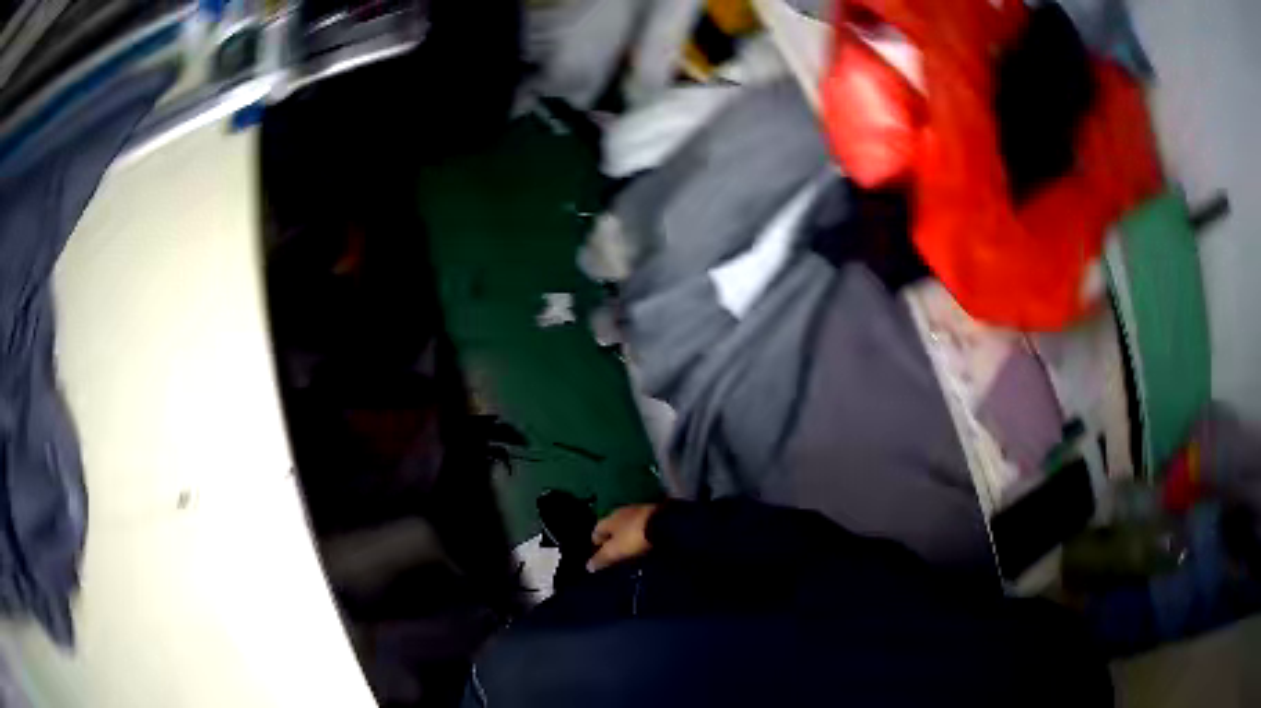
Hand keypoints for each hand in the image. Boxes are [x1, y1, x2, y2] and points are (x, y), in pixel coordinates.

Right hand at [587, 504, 658, 571]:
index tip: (598, 559)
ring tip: (631, 554)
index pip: (596, 532)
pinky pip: (643, 528)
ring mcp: (639, 512)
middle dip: (612, 543)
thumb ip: (601, 558)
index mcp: (608, 519)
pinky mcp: (655, 515)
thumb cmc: (634, 537)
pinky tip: (645, 546)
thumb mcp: (614, 551)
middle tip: (615, 557)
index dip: (595, 546)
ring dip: (627, 539)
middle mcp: (621, 512)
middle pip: (612, 530)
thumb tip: (588, 567)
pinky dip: (641, 537)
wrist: (665, 524)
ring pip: (628, 528)